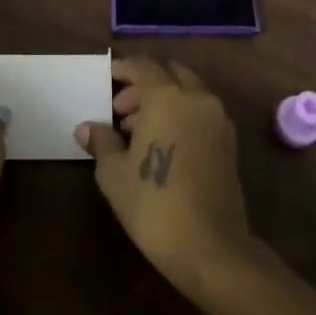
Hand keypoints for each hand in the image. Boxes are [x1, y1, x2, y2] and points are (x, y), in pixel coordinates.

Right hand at [77, 55, 255, 302]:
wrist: (212, 249)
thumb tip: (86, 128)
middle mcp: (196, 98)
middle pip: (168, 74)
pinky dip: (182, 114)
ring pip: (188, 92)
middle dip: (144, 85)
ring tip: (138, 132)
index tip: (107, 78)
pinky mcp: (229, 142)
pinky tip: (164, 145)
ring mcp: (217, 119)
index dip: (123, 68)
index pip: (143, 66)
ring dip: (164, 100)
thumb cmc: (155, 205)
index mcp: (167, 96)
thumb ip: (101, 142)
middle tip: (120, 111)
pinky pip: (200, 112)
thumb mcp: (114, 174)